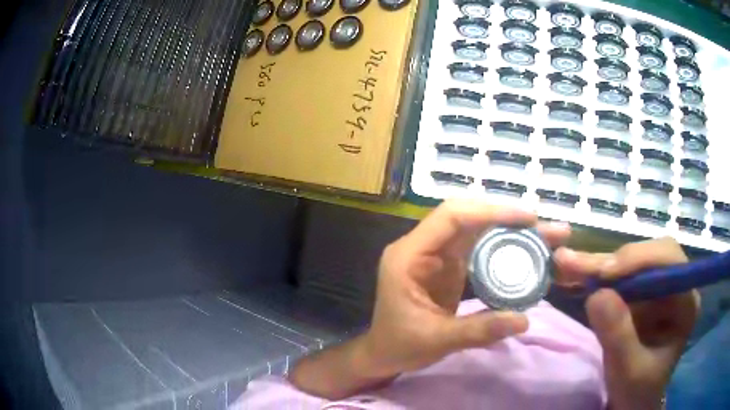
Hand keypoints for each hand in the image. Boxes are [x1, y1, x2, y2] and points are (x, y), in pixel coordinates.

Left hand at [361, 200, 570, 377]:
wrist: (383, 353)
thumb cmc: (399, 345)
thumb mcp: (437, 341)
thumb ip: (479, 330)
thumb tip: (524, 321)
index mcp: (408, 256)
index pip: (451, 217)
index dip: (490, 211)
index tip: (527, 218)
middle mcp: (421, 247)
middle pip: (465, 217)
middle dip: (503, 217)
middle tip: (539, 225)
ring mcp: (434, 254)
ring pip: (472, 229)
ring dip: (504, 228)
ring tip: (538, 234)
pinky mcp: (446, 266)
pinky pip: (475, 247)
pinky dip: (499, 245)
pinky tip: (520, 250)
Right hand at [554, 238, 700, 409]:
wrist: (632, 403)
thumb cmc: (637, 392)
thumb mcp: (629, 371)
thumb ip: (618, 336)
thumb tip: (597, 294)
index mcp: (686, 302)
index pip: (669, 261)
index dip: (639, 259)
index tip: (604, 274)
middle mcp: (676, 286)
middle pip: (648, 255)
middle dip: (614, 261)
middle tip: (577, 265)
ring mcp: (658, 289)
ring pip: (631, 263)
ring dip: (600, 265)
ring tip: (568, 263)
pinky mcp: (642, 296)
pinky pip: (620, 277)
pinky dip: (597, 276)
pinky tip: (576, 272)